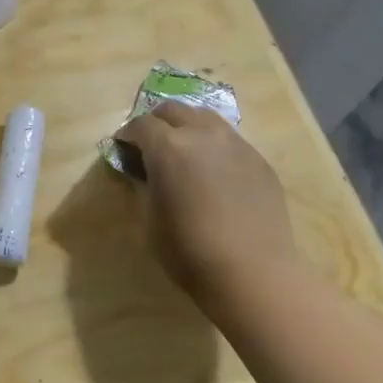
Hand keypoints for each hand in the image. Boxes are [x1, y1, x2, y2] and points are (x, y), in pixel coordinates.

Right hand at [114, 101, 297, 315]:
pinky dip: (214, 147)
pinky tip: (214, 174)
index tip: (122, 147)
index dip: (127, 135)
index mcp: (168, 147)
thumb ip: (144, 185)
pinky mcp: (259, 160)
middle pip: (174, 110)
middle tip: (150, 144)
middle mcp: (203, 134)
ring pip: (206, 118)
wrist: (252, 272)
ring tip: (184, 152)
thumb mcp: (150, 219)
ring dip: (188, 127)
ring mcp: (236, 144)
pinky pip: (230, 141)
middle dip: (157, 122)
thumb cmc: (189, 251)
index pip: (140, 124)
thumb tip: (145, 171)